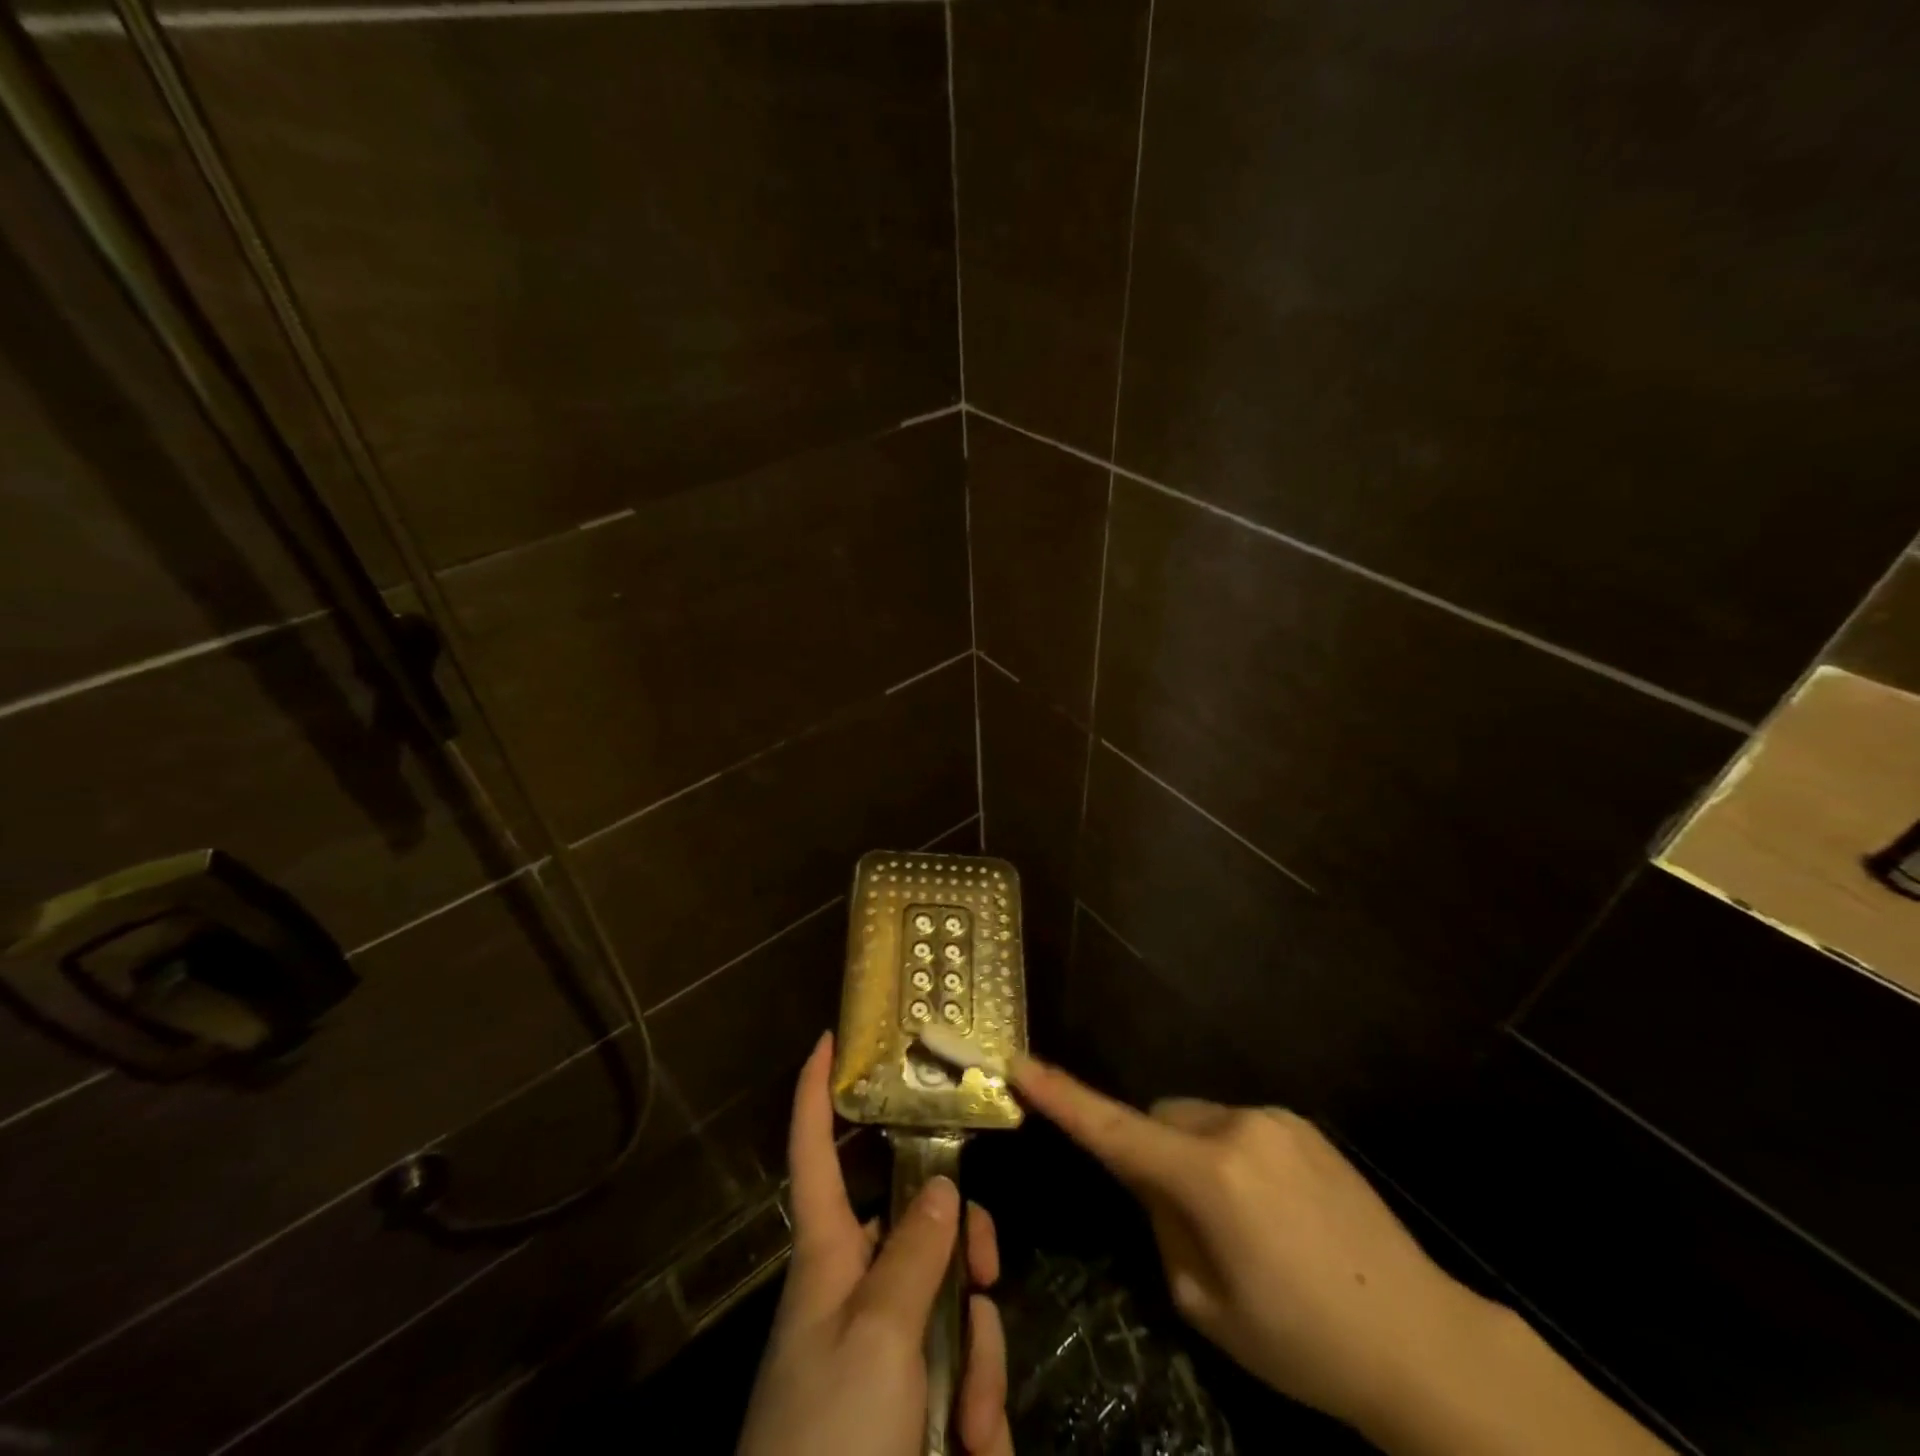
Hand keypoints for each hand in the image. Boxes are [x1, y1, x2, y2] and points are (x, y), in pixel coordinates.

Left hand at [737, 1033, 1012, 1455]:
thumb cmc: (831, 1437)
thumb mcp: (878, 1337)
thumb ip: (915, 1254)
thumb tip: (944, 1188)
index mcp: (827, 1255)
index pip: (814, 1152)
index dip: (814, 1093)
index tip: (829, 1039)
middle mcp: (855, 1289)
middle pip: (919, 1226)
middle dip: (965, 1251)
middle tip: (988, 1280)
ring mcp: (883, 1349)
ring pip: (952, 1304)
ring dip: (978, 1359)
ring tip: (973, 1428)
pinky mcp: (907, 1405)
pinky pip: (960, 1373)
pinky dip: (977, 1407)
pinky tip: (976, 1450)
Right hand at [1013, 1058, 1668, 1455]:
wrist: (1422, 1342)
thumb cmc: (1302, 1342)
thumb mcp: (1206, 1304)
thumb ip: (1163, 1226)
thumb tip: (1153, 1181)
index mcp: (1208, 1178)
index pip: (1115, 1130)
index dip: (1062, 1098)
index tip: (1020, 1064)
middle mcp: (1237, 1128)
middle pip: (1160, 1118)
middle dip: (1153, 1152)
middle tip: (1180, 1218)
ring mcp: (1275, 1120)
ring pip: (1200, 1121)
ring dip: (1196, 1156)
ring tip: (1242, 1224)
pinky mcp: (1303, 1124)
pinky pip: (1240, 1127)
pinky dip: (1233, 1156)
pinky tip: (1275, 1212)